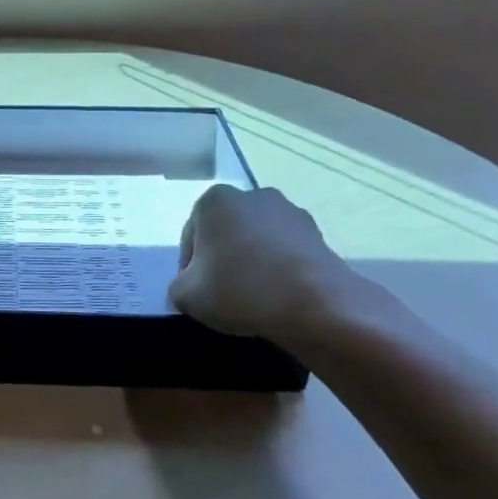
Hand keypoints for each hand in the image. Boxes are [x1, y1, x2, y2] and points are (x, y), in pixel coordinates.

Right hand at [169, 185, 360, 344]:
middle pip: (226, 233)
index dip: (189, 270)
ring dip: (253, 263)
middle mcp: (251, 195)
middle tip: (224, 296)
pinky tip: (280, 298)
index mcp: (214, 200)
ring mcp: (289, 212)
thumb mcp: (187, 296)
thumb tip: (191, 287)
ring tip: (256, 299)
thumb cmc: (239, 289)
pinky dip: (280, 271)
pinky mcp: (318, 234)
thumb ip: (179, 287)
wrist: (315, 304)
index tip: (198, 294)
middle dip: (223, 260)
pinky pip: (286, 253)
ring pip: (258, 242)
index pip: (191, 238)